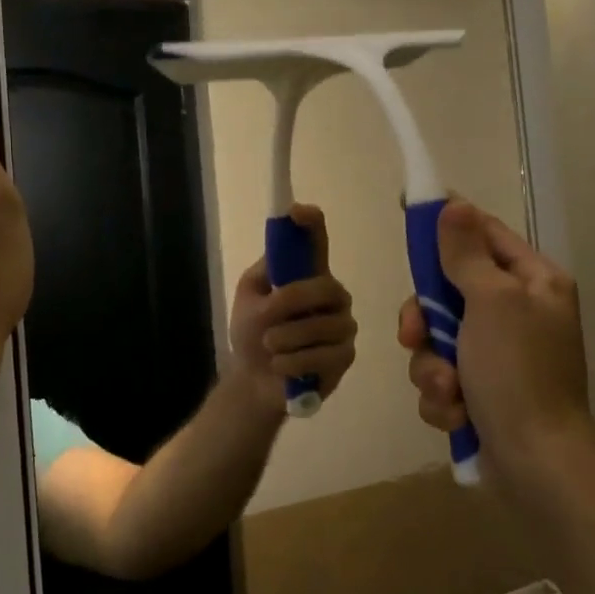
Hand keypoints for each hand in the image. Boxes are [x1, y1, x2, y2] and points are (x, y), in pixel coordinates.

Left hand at [228, 204, 357, 414]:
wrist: (254, 381)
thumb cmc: (252, 334)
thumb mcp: (249, 300)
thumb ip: (264, 276)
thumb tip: (281, 257)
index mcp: (308, 275)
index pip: (317, 241)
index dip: (311, 223)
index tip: (298, 212)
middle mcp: (333, 295)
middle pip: (325, 286)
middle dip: (292, 306)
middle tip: (266, 328)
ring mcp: (342, 326)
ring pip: (323, 326)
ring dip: (287, 340)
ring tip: (271, 349)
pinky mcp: (345, 356)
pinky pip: (324, 356)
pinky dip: (294, 363)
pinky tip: (282, 367)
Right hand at [396, 201, 589, 471]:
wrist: (535, 464)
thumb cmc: (518, 372)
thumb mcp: (492, 302)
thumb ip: (466, 254)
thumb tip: (454, 205)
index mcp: (533, 282)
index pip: (484, 234)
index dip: (448, 223)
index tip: (409, 214)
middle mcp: (517, 313)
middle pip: (448, 290)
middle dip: (426, 321)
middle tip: (414, 335)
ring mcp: (498, 355)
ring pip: (437, 340)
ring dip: (433, 367)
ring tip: (450, 392)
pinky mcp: (481, 392)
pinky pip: (442, 377)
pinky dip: (443, 397)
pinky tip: (458, 415)